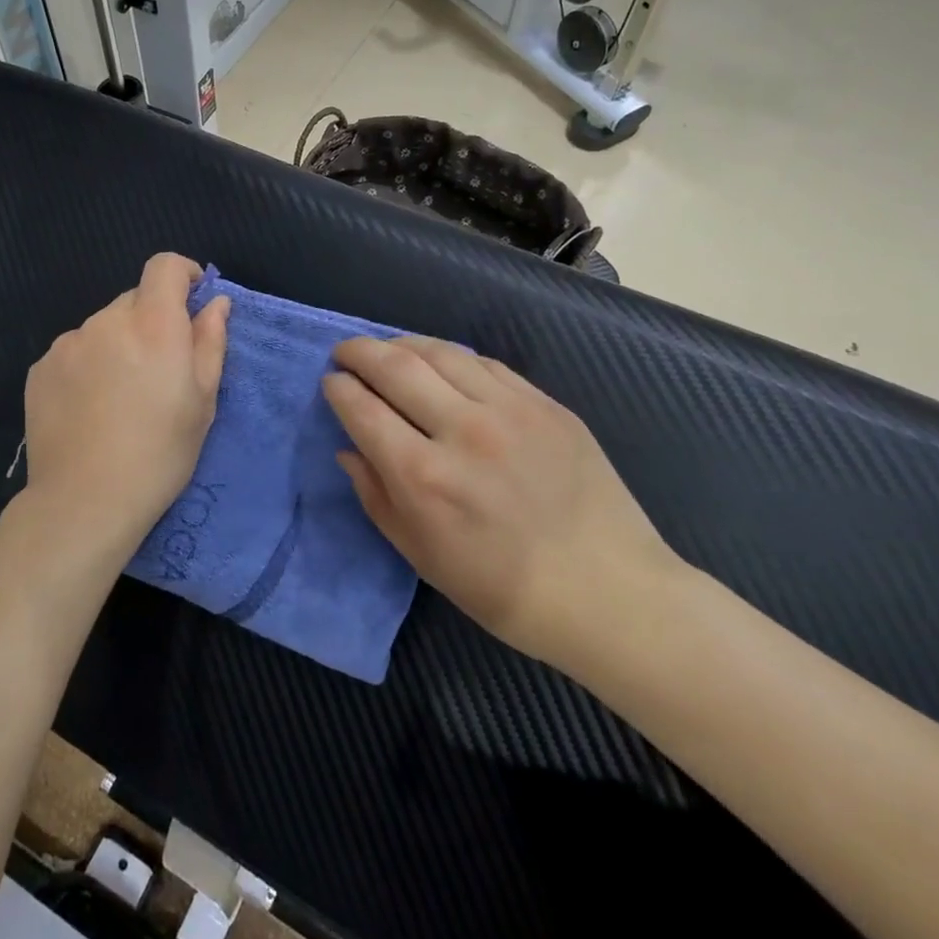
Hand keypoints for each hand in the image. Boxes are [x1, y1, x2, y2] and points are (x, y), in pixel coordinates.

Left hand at [18, 254, 230, 570]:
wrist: (84, 501)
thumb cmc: (160, 454)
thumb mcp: (203, 401)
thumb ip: (210, 342)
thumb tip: (215, 303)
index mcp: (153, 324)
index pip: (164, 266)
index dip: (182, 275)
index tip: (191, 301)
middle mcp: (106, 321)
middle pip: (134, 299)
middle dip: (151, 321)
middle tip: (159, 371)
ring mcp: (68, 343)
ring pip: (103, 327)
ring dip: (118, 344)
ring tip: (121, 396)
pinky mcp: (40, 368)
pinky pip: (75, 351)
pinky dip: (88, 365)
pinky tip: (90, 408)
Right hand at [322, 336, 679, 666]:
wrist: (608, 593)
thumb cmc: (503, 590)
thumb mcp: (421, 555)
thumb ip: (376, 495)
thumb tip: (349, 449)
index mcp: (424, 476)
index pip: (363, 409)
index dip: (338, 388)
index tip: (330, 382)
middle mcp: (463, 431)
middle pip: (396, 366)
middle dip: (359, 351)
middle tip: (345, 352)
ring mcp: (510, 411)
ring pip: (441, 353)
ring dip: (403, 344)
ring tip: (389, 350)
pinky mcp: (546, 404)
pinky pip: (486, 364)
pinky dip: (452, 358)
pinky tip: (443, 365)